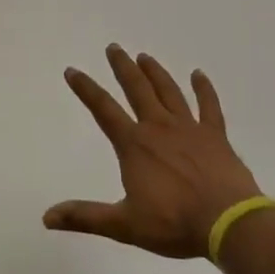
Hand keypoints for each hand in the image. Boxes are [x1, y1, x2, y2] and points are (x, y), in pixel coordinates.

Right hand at [45, 45, 262, 258]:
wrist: (227, 223)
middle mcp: (158, 127)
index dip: (86, 89)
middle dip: (123, 67)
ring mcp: (189, 128)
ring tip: (144, 57)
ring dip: (155, 72)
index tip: (72, 70)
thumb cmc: (173, 223)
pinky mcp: (215, 136)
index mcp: (134, 145)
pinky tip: (199, 74)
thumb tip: (47, 216)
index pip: (103, 110)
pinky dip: (203, 89)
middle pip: (137, 89)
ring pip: (169, 91)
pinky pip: (209, 106)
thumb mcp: (124, 225)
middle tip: (114, 47)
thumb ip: (85, 217)